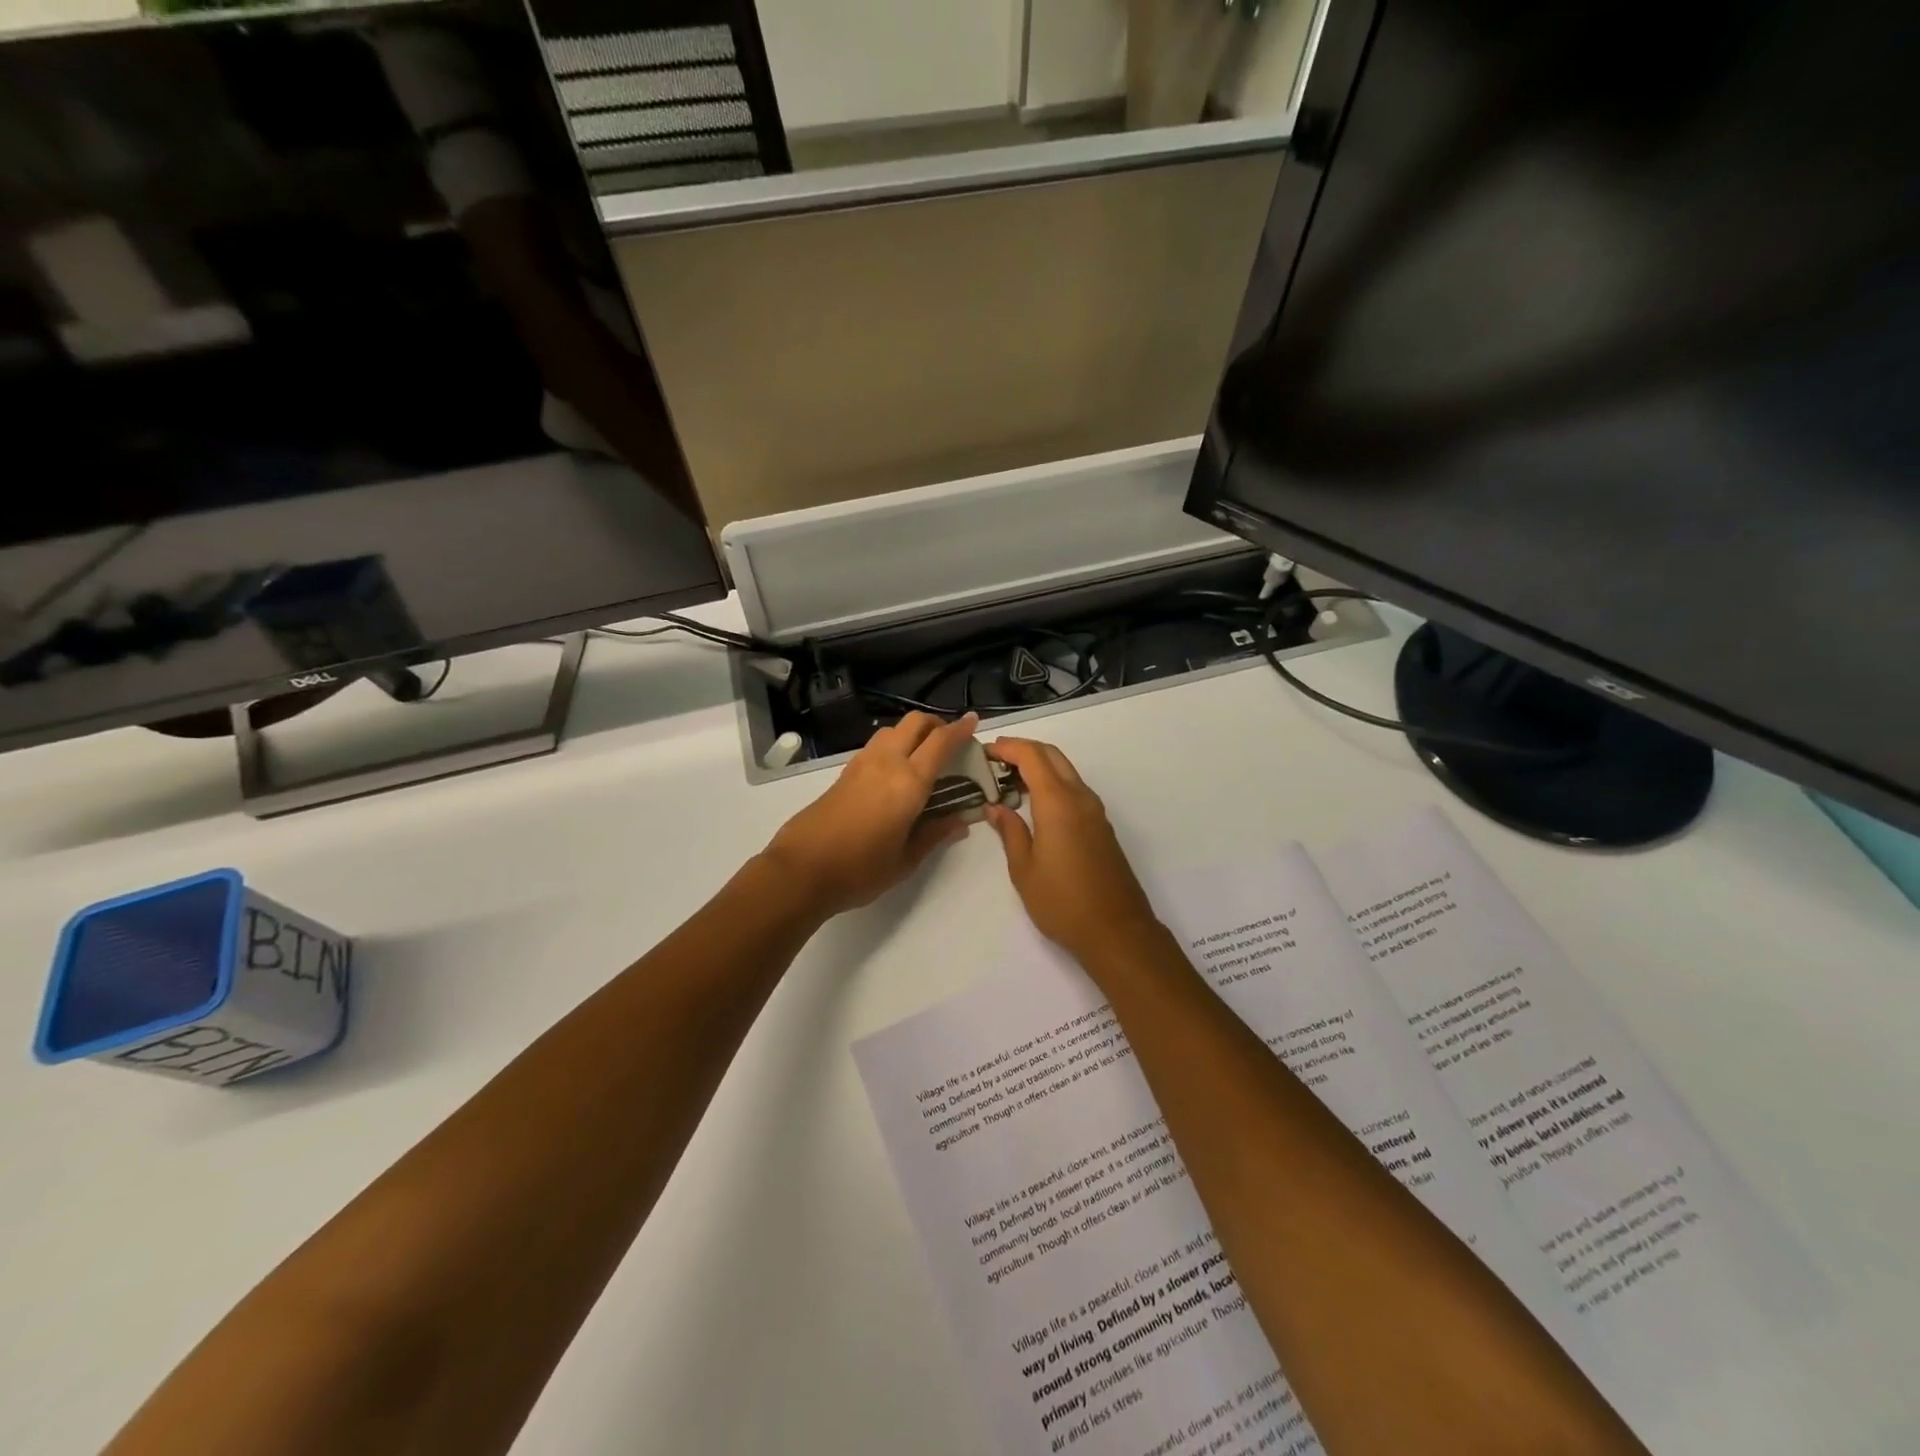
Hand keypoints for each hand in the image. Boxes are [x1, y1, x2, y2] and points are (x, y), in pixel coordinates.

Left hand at [763, 712, 980, 915]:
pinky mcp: (844, 773)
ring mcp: (861, 764)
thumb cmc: (860, 870)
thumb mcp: (906, 860)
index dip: (960, 729)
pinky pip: (876, 745)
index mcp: (909, 782)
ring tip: (923, 755)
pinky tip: (896, 771)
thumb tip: (961, 821)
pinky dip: (894, 745)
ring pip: (892, 730)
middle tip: (950, 742)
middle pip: (914, 723)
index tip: (974, 721)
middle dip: (936, 724)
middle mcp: (886, 763)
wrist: (801, 870)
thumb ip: (935, 835)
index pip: (941, 742)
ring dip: (912, 733)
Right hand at [983, 738, 1164, 967]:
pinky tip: (1033, 803)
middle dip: (1023, 750)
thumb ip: (1010, 832)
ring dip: (1039, 766)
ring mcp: (1095, 811)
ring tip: (1008, 780)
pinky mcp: (1101, 826)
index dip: (1007, 747)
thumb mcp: (1024, 870)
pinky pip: (1073, 789)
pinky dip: (1051, 783)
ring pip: (1065, 771)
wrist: (1117, 931)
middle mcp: (1080, 798)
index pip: (1032, 756)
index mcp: (1058, 803)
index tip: (984, 751)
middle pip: (1052, 756)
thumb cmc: (1063, 902)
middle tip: (994, 760)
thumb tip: (996, 807)